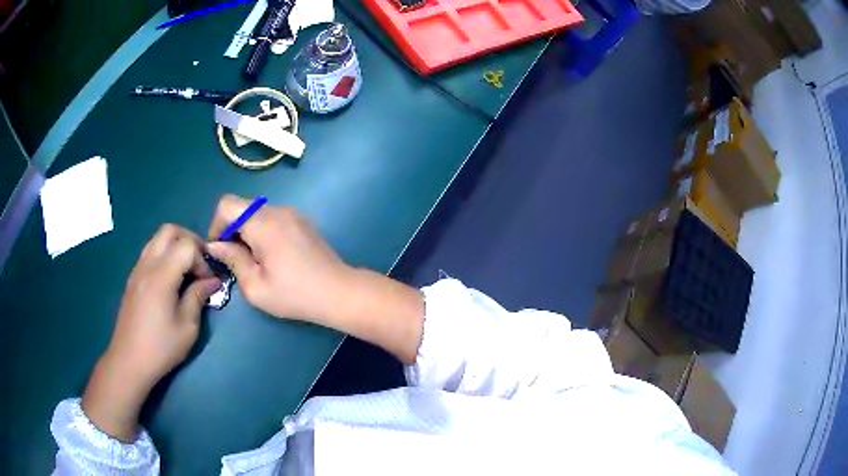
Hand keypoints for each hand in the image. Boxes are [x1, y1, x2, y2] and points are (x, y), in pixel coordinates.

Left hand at [82, 225, 220, 441]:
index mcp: (161, 276)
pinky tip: (171, 279)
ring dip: (175, 246)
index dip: (201, 258)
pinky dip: (164, 255)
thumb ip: (198, 297)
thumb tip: (212, 281)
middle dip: (189, 240)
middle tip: (200, 262)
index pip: (186, 245)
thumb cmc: (161, 347)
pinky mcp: (133, 278)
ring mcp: (137, 270)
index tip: (208, 281)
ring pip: (157, 239)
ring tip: (187, 269)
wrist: (129, 360)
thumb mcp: (187, 327)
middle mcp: (147, 265)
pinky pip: (150, 252)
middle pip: (169, 231)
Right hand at [207, 195, 423, 363]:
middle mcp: (278, 210)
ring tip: (255, 261)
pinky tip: (273, 257)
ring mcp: (293, 213)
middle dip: (231, 230)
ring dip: (247, 231)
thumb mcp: (255, 286)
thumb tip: (215, 246)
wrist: (339, 292)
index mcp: (263, 223)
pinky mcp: (303, 221)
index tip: (219, 250)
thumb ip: (232, 260)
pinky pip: (273, 219)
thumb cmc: (294, 294)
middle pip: (242, 207)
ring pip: (257, 213)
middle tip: (235, 259)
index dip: (216, 225)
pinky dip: (263, 231)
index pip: (226, 205)